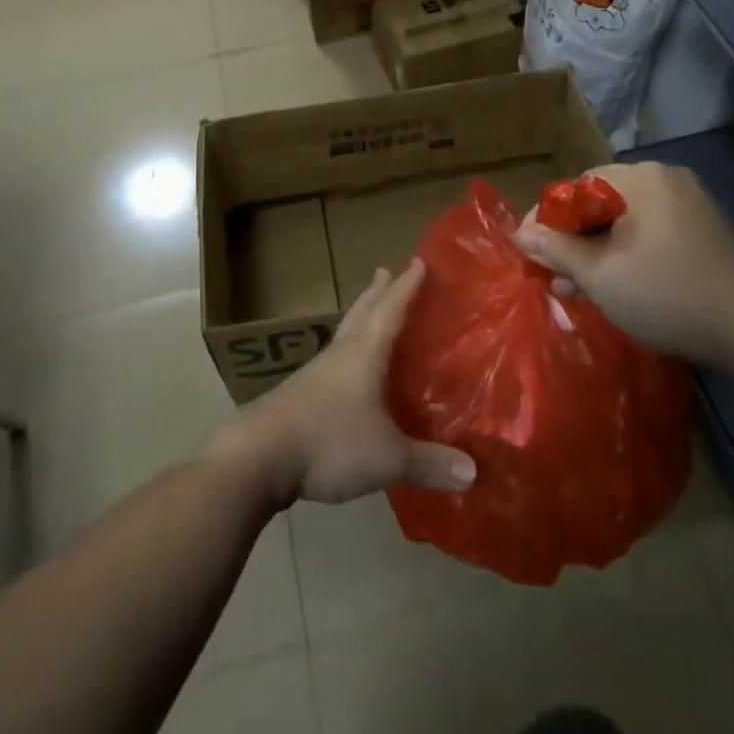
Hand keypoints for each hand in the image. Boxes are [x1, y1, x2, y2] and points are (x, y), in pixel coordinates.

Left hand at [206, 261, 476, 506]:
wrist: (259, 455)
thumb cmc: (330, 441)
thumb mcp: (387, 456)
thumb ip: (429, 462)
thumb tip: (473, 472)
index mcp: (364, 352)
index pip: (391, 308)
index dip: (407, 286)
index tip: (420, 262)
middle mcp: (341, 353)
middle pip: (362, 312)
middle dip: (378, 291)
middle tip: (387, 271)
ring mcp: (317, 372)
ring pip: (345, 333)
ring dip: (361, 317)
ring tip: (371, 311)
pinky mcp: (301, 393)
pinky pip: (334, 360)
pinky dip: (349, 351)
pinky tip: (350, 369)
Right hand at [515, 162, 733, 367]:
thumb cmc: (669, 294)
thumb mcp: (601, 275)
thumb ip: (556, 249)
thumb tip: (520, 233)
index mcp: (639, 178)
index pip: (574, 188)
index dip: (547, 220)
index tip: (529, 253)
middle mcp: (664, 179)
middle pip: (599, 202)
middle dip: (572, 240)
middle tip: (554, 276)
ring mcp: (688, 203)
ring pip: (624, 220)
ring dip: (597, 251)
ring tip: (578, 289)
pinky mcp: (703, 229)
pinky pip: (650, 231)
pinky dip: (627, 253)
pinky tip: (616, 285)